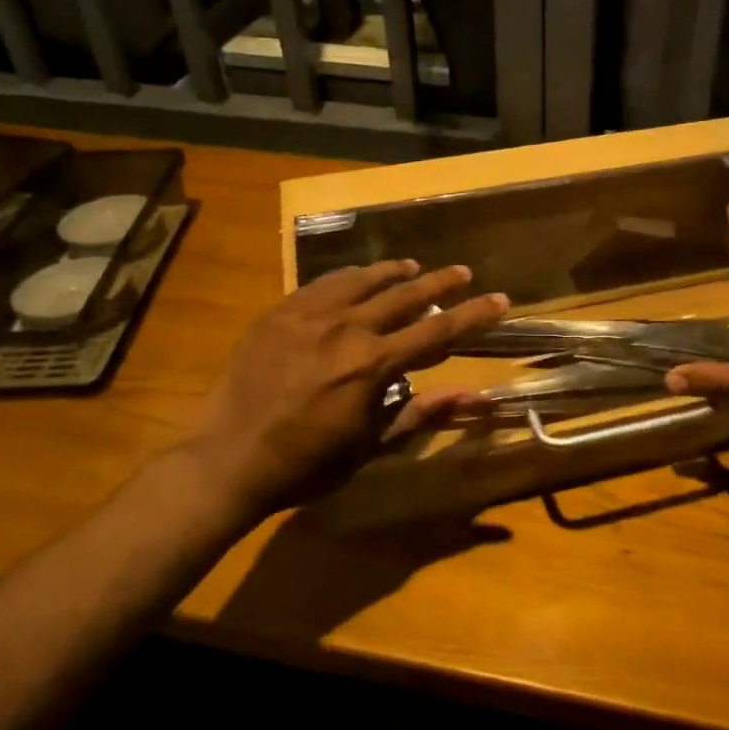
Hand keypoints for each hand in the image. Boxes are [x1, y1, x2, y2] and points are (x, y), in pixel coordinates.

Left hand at [192, 261, 508, 519]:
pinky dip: (348, 277)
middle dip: (439, 283)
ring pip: (362, 280)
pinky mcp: (280, 312)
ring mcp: (308, 315)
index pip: (438, 331)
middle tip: (462, 272)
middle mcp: (346, 328)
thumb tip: (475, 395)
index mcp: (373, 364)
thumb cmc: (307, 463)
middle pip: (404, 295)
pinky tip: (356, 276)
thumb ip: (423, 413)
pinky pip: (322, 283)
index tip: (500, 299)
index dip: (473, 315)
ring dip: (394, 272)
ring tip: (413, 266)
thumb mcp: (372, 445)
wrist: (228, 458)